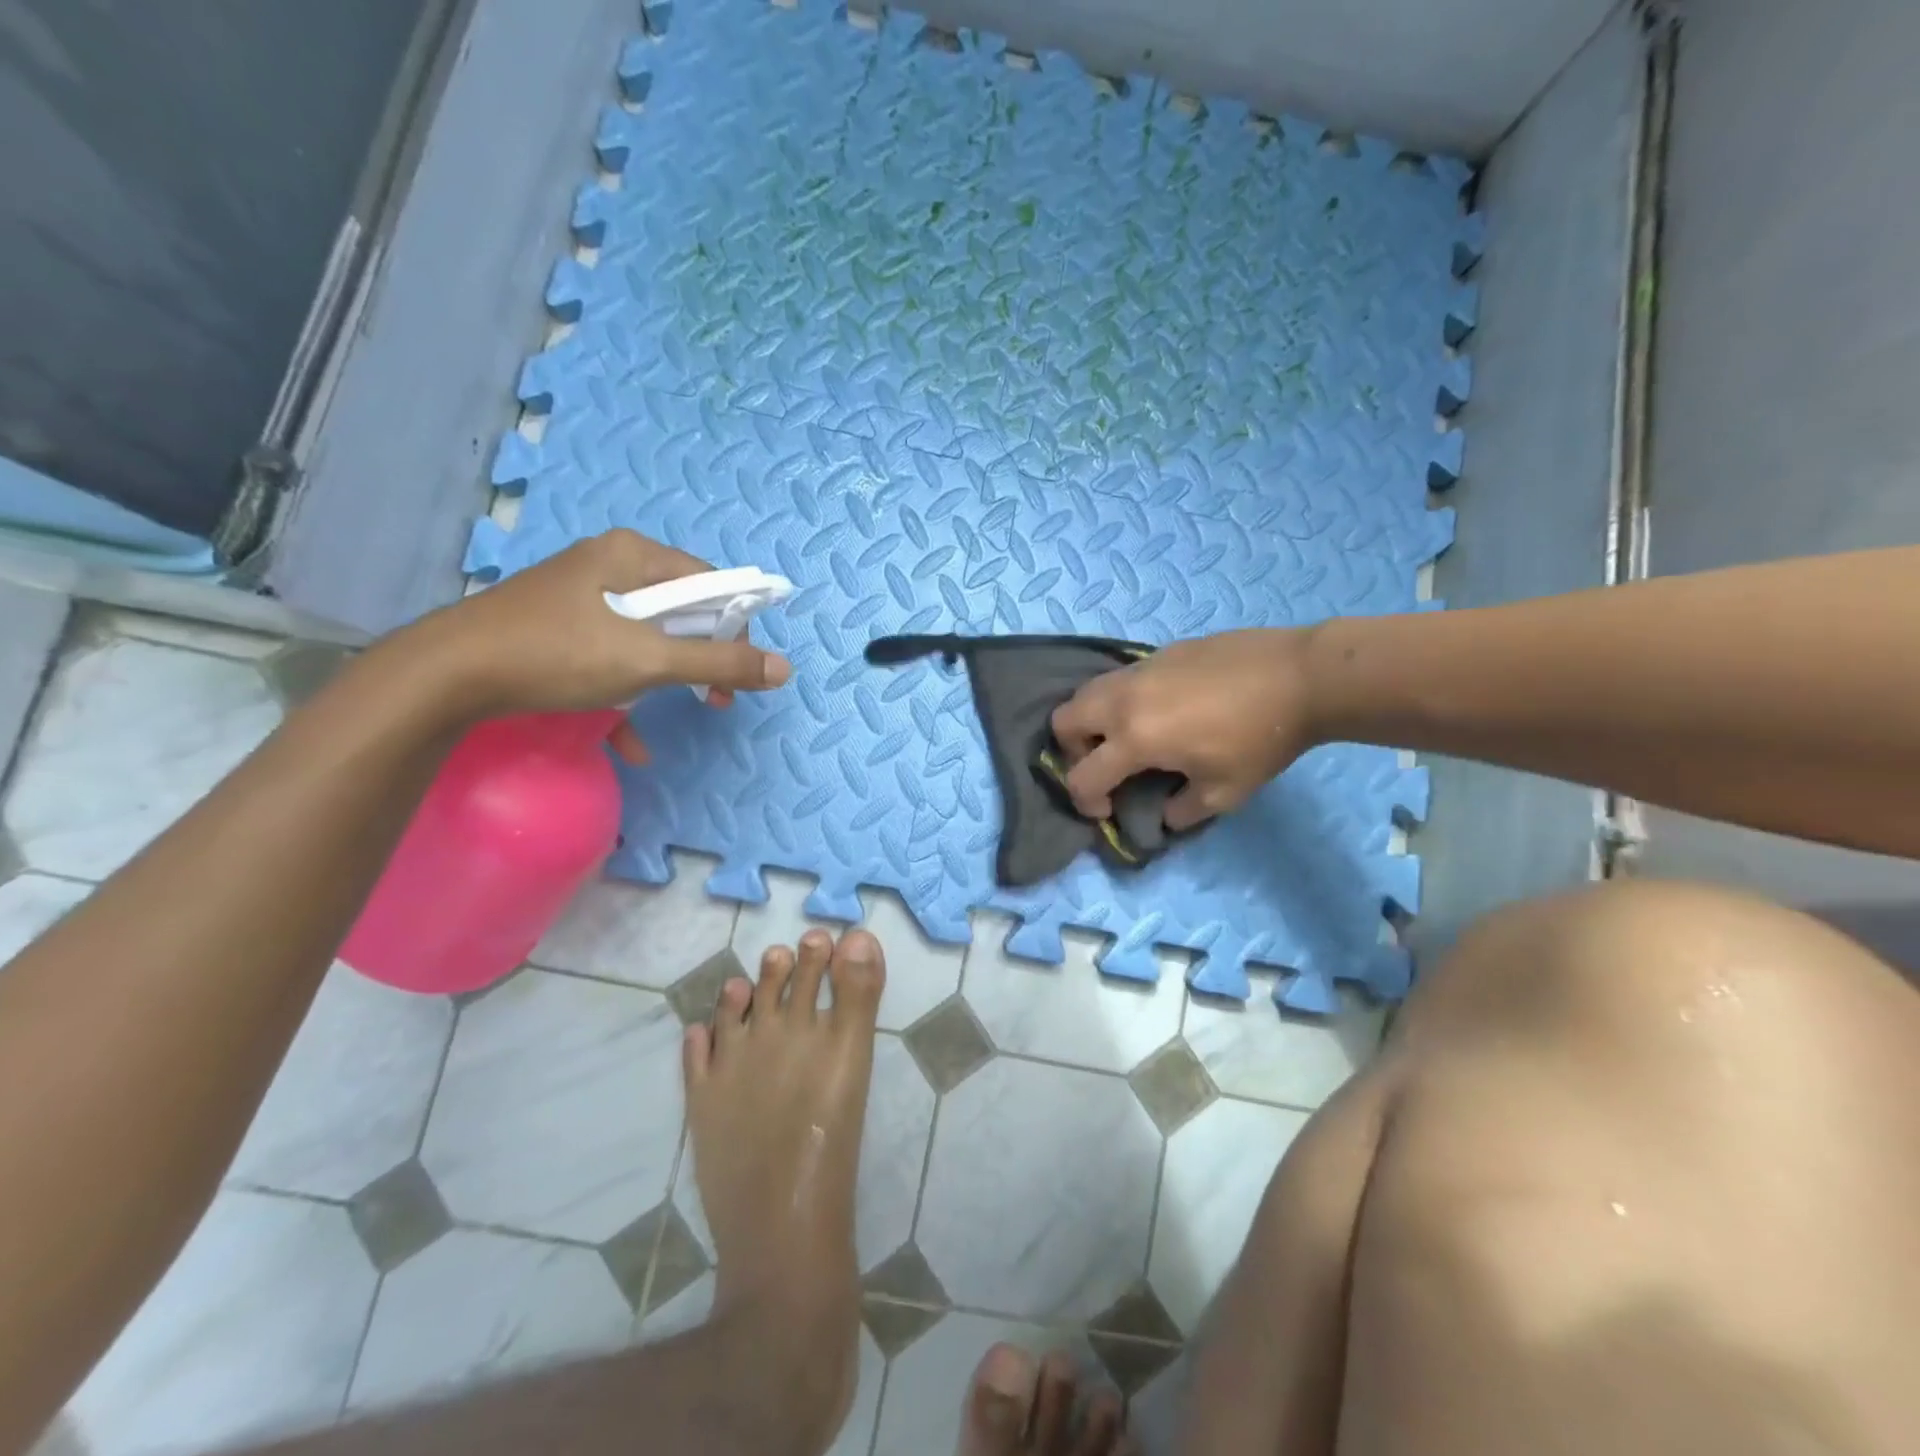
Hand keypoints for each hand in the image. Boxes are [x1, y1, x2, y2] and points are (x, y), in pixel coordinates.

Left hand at [408, 530, 791, 752]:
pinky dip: (627, 692)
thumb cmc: (557, 654)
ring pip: (647, 636)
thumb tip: (783, 669)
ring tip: (680, 711)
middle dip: (703, 658)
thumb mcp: (648, 660)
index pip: (711, 583)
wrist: (445, 676)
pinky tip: (629, 740)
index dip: (735, 627)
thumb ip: (719, 664)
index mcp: (633, 555)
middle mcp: (609, 565)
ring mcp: (580, 596)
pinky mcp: (558, 627)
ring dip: (668, 678)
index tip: (738, 672)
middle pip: (681, 610)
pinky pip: (611, 654)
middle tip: (714, 698)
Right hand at [1050, 627, 1316, 830]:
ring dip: (1091, 721)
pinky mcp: (1158, 653)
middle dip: (1072, 751)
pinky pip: (1119, 678)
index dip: (1086, 802)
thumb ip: (1181, 811)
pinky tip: (1160, 709)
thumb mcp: (1223, 793)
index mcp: (1134, 738)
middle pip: (1063, 720)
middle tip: (1106, 765)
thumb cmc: (1260, 740)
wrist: (1299, 676)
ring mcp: (1139, 670)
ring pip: (1086, 691)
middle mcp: (1123, 700)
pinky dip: (1120, 699)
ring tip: (1127, 736)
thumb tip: (1163, 814)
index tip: (1108, 811)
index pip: (1081, 776)